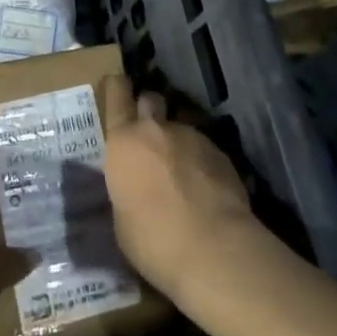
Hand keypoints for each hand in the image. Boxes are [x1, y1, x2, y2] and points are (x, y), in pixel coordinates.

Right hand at [101, 75, 258, 299]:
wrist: (213, 249)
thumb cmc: (153, 240)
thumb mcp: (121, 219)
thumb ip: (125, 189)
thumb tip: (134, 187)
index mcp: (124, 141)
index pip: (117, 95)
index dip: (116, 88)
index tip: (117, 86)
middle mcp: (155, 129)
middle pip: (150, 100)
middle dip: (149, 113)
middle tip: (150, 138)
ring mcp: (191, 137)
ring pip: (179, 130)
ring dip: (177, 145)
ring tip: (183, 177)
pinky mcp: (220, 152)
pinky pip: (203, 150)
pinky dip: (201, 163)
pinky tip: (205, 190)